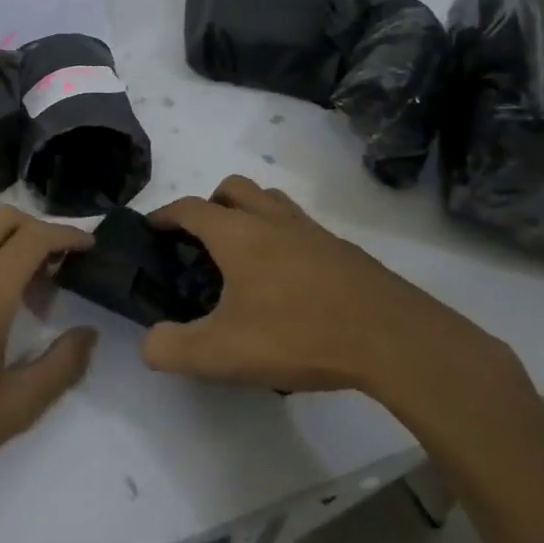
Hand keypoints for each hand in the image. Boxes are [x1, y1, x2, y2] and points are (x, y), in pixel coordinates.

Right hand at [143, 175, 513, 406]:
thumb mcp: (222, 354)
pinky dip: (286, 238)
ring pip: (272, 201)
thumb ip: (173, 348)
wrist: (393, 340)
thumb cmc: (298, 335)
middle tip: (202, 238)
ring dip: (251, 212)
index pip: (190, 208)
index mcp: (237, 235)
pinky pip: (304, 228)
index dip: (165, 214)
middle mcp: (272, 221)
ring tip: (245, 252)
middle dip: (211, 203)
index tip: (152, 226)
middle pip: (234, 188)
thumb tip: (149, 344)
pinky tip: (291, 281)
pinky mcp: (344, 252)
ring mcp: (313, 232)